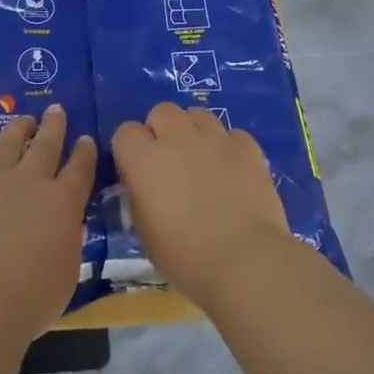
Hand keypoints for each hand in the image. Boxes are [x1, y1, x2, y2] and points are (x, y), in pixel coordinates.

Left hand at [0, 106, 96, 341]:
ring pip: (5, 146)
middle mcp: (28, 182)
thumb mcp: (66, 274)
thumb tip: (66, 229)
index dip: (85, 152)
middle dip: (53, 126)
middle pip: (45, 145)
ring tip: (22, 122)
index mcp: (63, 201)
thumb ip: (67, 245)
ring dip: (16, 131)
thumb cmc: (32, 298)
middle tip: (56, 110)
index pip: (80, 168)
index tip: (86, 139)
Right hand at [111, 103, 292, 309]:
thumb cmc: (186, 257)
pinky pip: (231, 134)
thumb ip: (140, 197)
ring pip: (197, 115)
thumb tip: (146, 186)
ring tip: (202, 160)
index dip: (130, 149)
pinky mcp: (247, 147)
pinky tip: (232, 171)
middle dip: (161, 130)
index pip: (125, 132)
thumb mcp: (145, 232)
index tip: (136, 170)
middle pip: (162, 111)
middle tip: (169, 161)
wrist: (244, 261)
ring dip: (194, 132)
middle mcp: (178, 139)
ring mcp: (216, 139)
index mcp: (145, 160)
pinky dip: (228, 147)